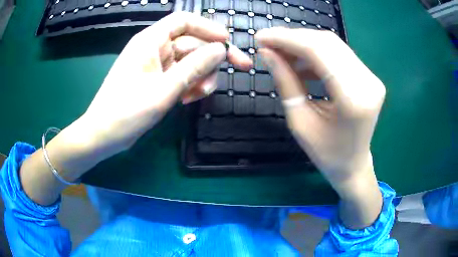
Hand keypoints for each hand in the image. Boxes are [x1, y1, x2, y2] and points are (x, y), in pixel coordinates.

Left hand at [79, 12, 250, 159]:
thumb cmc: (126, 112)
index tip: (228, 43)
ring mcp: (156, 64)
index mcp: (150, 41)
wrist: (103, 135)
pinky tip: (189, 99)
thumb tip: (221, 49)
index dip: (208, 28)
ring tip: (198, 96)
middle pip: (192, 42)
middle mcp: (154, 47)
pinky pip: (181, 74)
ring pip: (189, 61)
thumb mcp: (163, 90)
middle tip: (234, 73)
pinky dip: (190, 84)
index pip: (184, 21)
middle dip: (211, 59)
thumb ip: (194, 67)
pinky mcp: (157, 79)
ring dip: (201, 76)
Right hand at [255, 27, 384, 228]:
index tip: (262, 37)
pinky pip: (339, 55)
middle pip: (327, 43)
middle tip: (269, 43)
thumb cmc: (326, 153)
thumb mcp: (299, 121)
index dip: (287, 39)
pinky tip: (302, 63)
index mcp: (353, 100)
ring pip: (333, 45)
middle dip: (294, 38)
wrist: (353, 165)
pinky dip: (317, 54)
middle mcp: (368, 83)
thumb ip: (285, 82)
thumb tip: (267, 53)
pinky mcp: (369, 77)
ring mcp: (371, 78)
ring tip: (282, 54)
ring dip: (304, 45)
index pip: (318, 52)